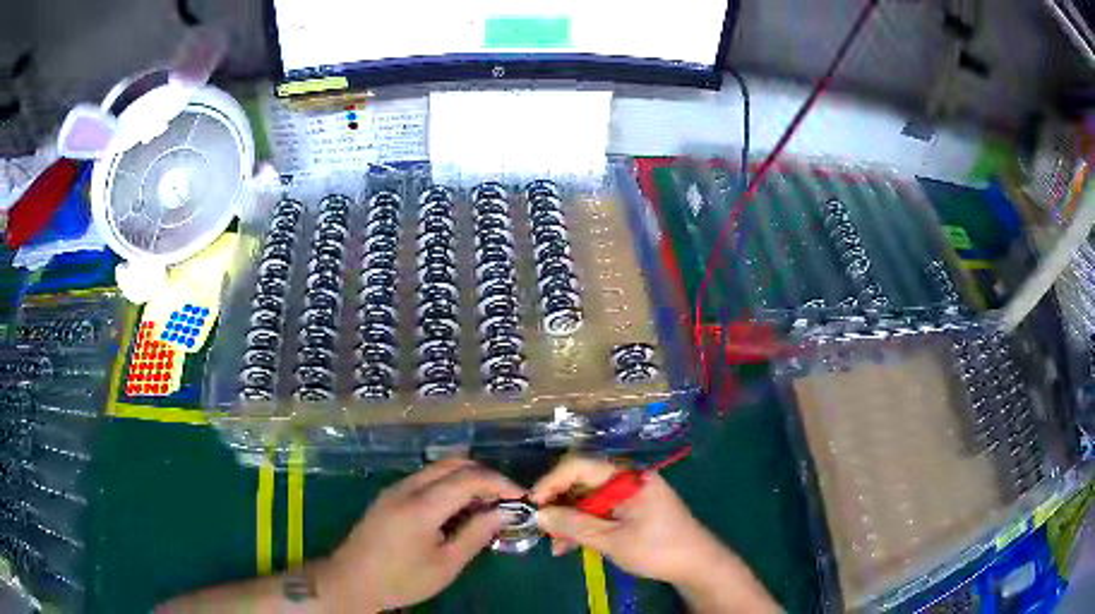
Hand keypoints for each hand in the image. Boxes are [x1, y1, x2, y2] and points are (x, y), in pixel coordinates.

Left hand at [317, 458, 524, 611]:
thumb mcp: (446, 564)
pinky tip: (456, 509)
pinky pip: (425, 479)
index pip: (469, 477)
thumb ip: (476, 534)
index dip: (499, 483)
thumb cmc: (402, 579)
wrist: (352, 581)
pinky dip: (448, 485)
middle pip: (453, 464)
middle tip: (505, 499)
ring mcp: (395, 489)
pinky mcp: (389, 496)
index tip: (521, 498)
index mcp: (422, 505)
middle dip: (484, 476)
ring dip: (465, 479)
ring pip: (438, 469)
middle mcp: (407, 487)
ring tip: (485, 505)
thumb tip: (503, 513)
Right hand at [530, 456, 724, 583]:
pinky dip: (583, 526)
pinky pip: (599, 511)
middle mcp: (627, 480)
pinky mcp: (631, 510)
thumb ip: (574, 525)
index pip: (580, 466)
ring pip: (587, 500)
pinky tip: (570, 546)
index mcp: (627, 477)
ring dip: (568, 520)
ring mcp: (630, 495)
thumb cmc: (658, 549)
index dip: (552, 482)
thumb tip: (538, 514)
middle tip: (541, 528)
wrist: (697, 565)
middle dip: (558, 505)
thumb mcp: (612, 540)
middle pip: (582, 483)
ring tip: (555, 545)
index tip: (532, 504)